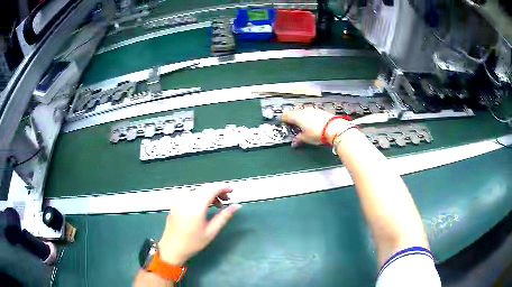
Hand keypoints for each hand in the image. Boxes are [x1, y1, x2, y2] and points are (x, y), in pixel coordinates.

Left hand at [158, 186, 241, 265]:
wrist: (171, 248)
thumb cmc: (193, 243)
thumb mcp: (211, 231)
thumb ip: (224, 216)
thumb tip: (237, 206)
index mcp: (195, 206)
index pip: (211, 189)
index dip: (223, 187)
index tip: (233, 190)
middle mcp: (186, 199)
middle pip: (204, 188)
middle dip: (217, 190)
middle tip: (228, 198)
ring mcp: (179, 200)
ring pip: (197, 190)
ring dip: (209, 193)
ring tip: (218, 204)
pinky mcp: (176, 203)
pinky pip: (190, 194)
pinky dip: (200, 196)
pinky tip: (205, 205)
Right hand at [282, 108, 347, 145]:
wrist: (334, 128)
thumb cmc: (319, 133)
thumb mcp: (305, 139)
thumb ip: (298, 138)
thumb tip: (295, 140)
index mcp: (297, 117)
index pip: (285, 115)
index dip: (283, 119)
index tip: (283, 122)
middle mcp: (303, 111)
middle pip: (294, 111)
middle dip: (292, 117)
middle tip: (291, 123)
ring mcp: (312, 110)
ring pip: (303, 111)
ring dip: (301, 116)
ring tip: (302, 123)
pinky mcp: (320, 111)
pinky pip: (311, 112)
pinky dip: (309, 116)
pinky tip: (312, 122)